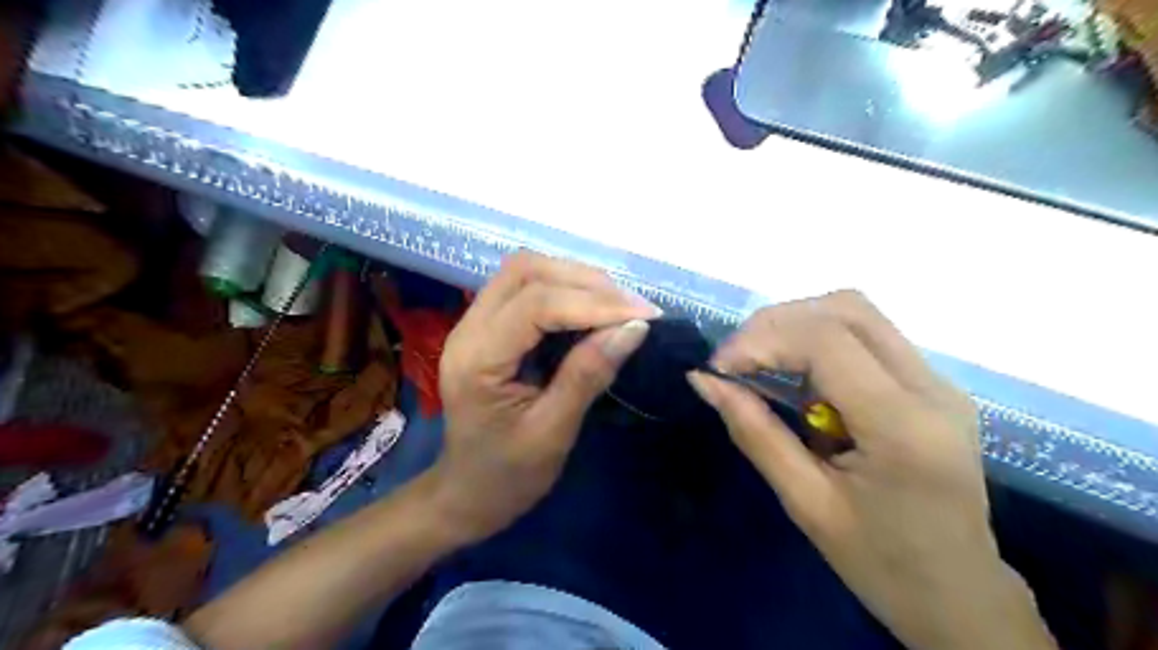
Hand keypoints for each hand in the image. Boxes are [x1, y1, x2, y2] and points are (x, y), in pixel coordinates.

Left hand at [429, 255, 659, 542]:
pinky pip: (527, 289)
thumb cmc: (507, 475)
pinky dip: (565, 290)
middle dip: (586, 282)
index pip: (536, 305)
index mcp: (477, 359)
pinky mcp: (488, 327)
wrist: (467, 493)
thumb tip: (634, 329)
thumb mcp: (552, 433)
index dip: (594, 304)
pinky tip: (594, 309)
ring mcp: (474, 323)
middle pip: (526, 271)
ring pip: (526, 272)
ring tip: (620, 306)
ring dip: (576, 280)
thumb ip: (588, 375)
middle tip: (633, 309)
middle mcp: (468, 329)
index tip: (645, 317)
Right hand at [687, 291, 1055, 649]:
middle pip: (845, 308)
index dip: (760, 339)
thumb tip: (704, 381)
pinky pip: (867, 336)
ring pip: (857, 313)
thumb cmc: (880, 562)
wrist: (960, 594)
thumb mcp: (805, 502)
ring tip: (761, 366)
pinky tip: (798, 378)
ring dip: (797, 327)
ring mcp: (938, 381)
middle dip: (776, 323)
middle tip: (736, 361)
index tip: (718, 368)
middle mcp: (931, 387)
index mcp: (903, 426)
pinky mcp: (932, 384)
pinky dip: (819, 342)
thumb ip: (754, 432)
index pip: (826, 339)